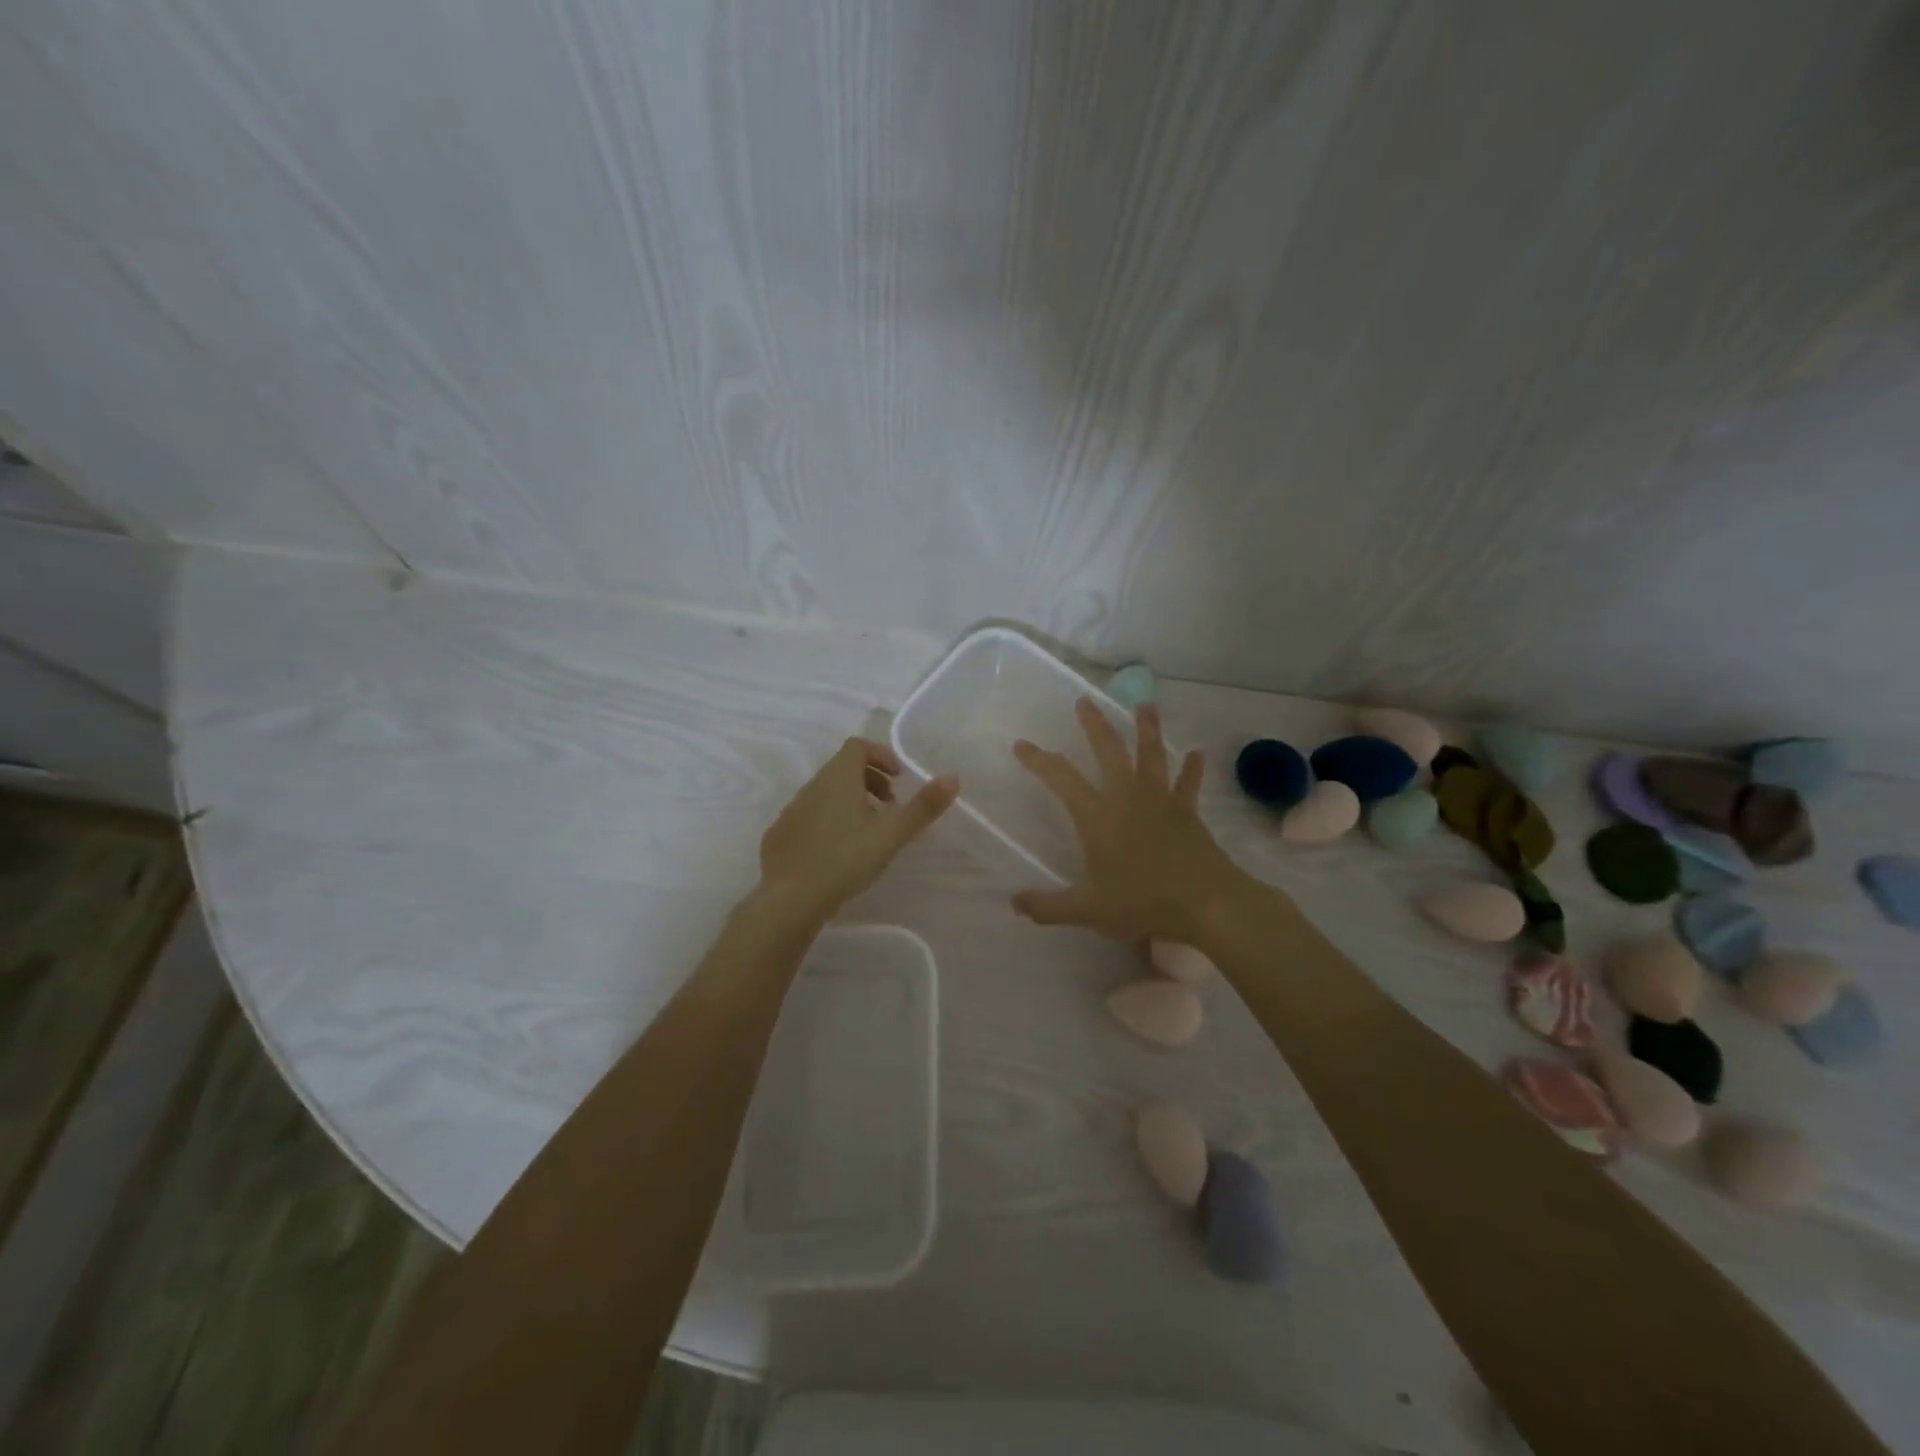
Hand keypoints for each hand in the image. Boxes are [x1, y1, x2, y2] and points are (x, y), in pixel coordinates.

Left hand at [756, 737, 957, 928]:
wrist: (789, 899)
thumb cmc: (845, 859)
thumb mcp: (891, 833)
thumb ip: (922, 806)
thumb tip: (953, 776)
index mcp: (838, 777)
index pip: (858, 746)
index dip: (881, 755)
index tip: (899, 778)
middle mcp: (812, 786)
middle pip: (843, 768)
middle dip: (870, 780)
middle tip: (890, 806)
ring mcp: (792, 811)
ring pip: (826, 793)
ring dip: (850, 802)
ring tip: (869, 832)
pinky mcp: (780, 836)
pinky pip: (810, 817)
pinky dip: (830, 822)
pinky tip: (839, 853)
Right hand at [1011, 700, 1242, 944]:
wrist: (1206, 903)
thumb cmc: (1142, 902)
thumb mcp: (1087, 910)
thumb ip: (1047, 907)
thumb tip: (1013, 902)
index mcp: (1097, 816)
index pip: (1061, 778)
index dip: (1039, 760)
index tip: (1021, 744)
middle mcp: (1127, 797)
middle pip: (1109, 750)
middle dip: (1094, 724)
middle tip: (1084, 700)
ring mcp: (1161, 801)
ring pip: (1151, 755)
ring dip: (1147, 729)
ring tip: (1145, 704)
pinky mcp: (1188, 812)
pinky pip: (1189, 784)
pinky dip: (1192, 768)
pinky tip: (1198, 753)